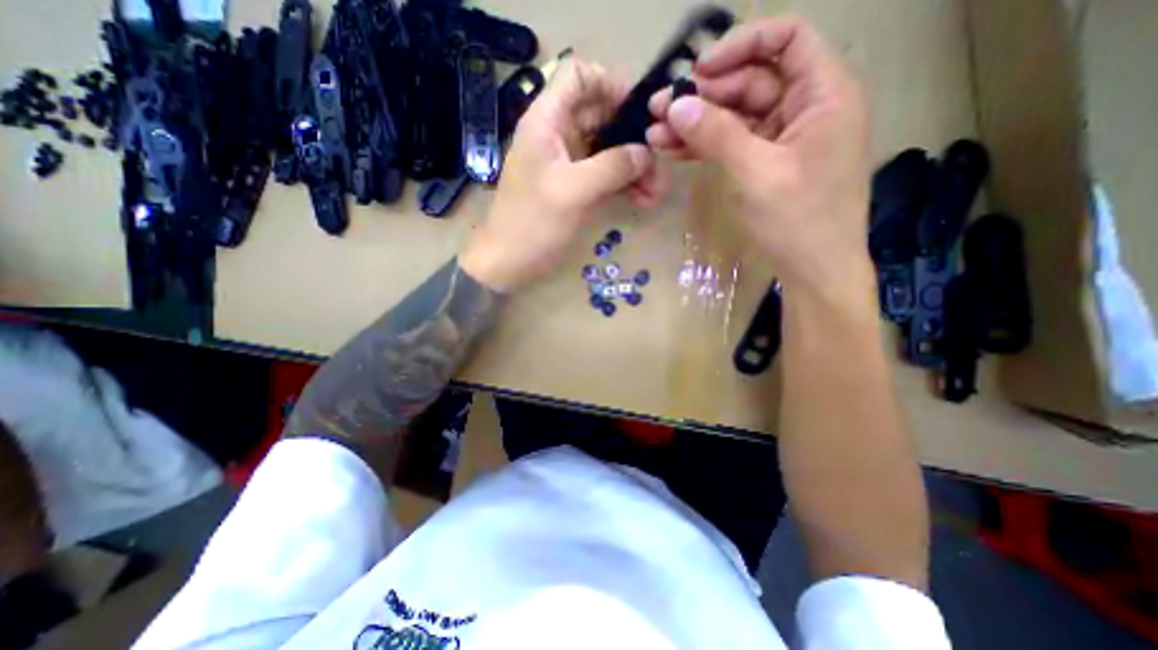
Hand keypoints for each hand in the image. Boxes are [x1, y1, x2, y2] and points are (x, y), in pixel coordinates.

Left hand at [461, 59, 660, 292]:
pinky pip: (605, 174)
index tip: (638, 111)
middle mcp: (558, 135)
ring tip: (657, 191)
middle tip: (659, 160)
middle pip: (602, 114)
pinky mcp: (575, 187)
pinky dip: (625, 183)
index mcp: (547, 121)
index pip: (578, 75)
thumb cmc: (532, 224)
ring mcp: (568, 163)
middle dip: (633, 135)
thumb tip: (645, 153)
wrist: (509, 263)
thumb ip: (611, 166)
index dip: (609, 84)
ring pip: (608, 148)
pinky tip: (645, 199)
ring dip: (634, 165)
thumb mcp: (572, 191)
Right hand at [648, 16, 874, 292]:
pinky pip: (733, 144)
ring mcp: (783, 139)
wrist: (814, 270)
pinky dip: (705, 146)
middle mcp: (805, 108)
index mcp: (823, 94)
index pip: (786, 40)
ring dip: (696, 124)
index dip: (740, 46)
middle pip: (751, 83)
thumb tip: (677, 105)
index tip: (698, 71)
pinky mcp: (766, 164)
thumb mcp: (754, 173)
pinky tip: (674, 149)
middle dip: (703, 96)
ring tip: (655, 132)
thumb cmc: (796, 220)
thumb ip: (716, 135)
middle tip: (659, 109)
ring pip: (735, 117)